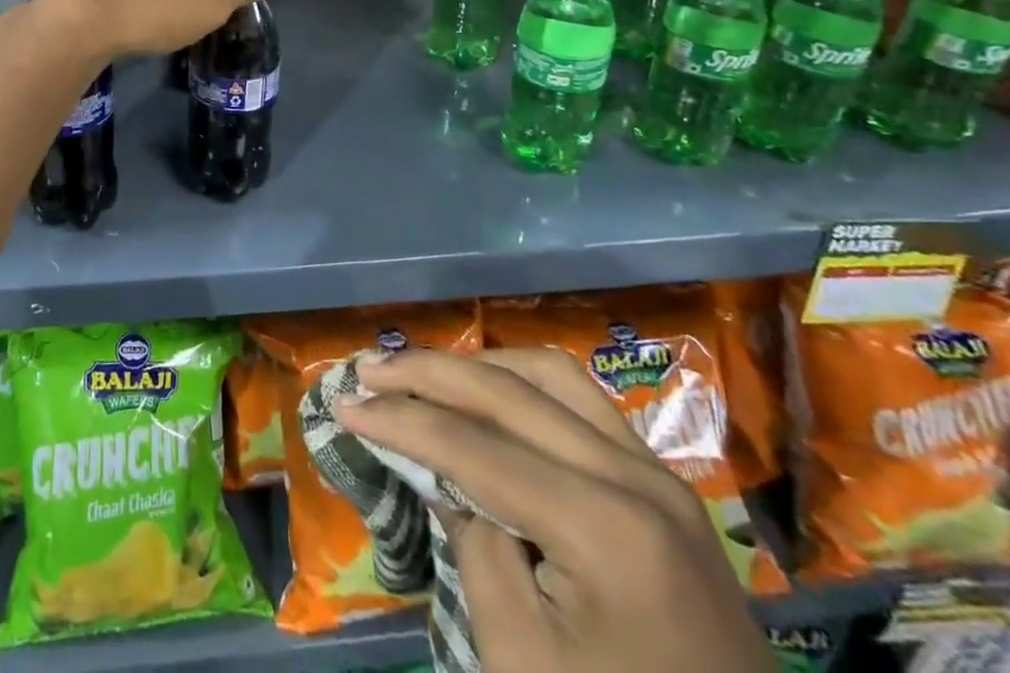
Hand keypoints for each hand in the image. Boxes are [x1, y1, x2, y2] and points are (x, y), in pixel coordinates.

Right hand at [335, 349, 773, 672]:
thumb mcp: (521, 660)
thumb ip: (472, 543)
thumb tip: (437, 467)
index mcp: (607, 528)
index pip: (476, 445)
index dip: (401, 421)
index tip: (344, 405)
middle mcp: (638, 477)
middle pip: (512, 391)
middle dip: (429, 373)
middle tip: (368, 369)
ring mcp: (660, 476)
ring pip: (552, 375)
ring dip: (479, 366)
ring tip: (423, 375)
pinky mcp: (665, 487)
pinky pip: (583, 403)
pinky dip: (523, 384)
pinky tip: (488, 396)